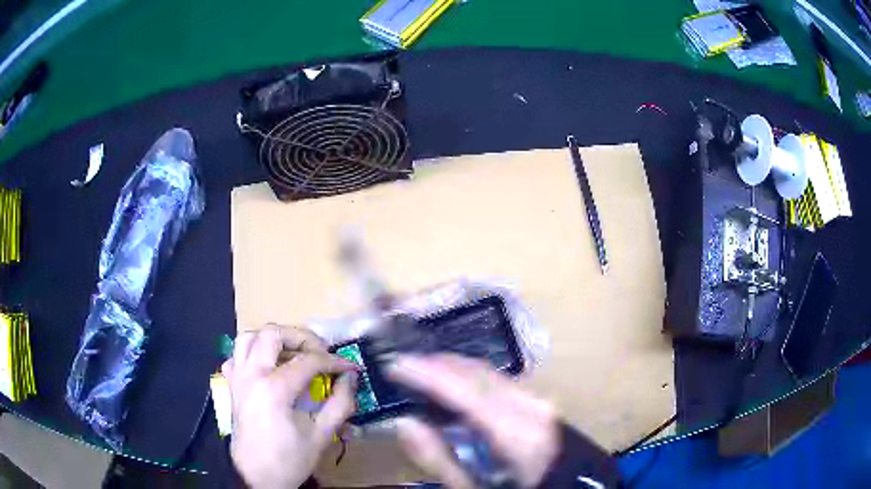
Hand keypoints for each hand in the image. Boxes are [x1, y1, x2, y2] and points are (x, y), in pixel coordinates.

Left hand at [223, 325, 357, 488]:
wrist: (257, 477)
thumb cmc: (290, 459)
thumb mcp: (321, 435)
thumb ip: (340, 403)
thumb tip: (350, 379)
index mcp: (274, 389)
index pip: (308, 361)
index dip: (334, 361)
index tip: (350, 368)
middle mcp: (251, 375)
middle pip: (273, 334)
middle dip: (302, 338)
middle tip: (321, 352)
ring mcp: (237, 378)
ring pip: (249, 337)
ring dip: (273, 339)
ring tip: (293, 354)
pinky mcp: (231, 385)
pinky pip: (236, 355)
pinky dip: (253, 352)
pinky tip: (268, 366)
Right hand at [389, 354, 559, 488]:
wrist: (560, 481)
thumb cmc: (516, 488)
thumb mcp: (472, 486)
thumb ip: (438, 458)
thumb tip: (404, 422)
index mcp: (518, 433)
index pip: (467, 391)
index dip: (428, 373)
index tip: (394, 365)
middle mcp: (531, 405)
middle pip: (477, 373)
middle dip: (435, 365)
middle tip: (400, 368)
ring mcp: (537, 398)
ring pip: (487, 371)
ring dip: (450, 368)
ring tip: (418, 373)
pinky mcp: (536, 398)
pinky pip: (496, 379)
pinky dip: (467, 376)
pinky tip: (450, 384)